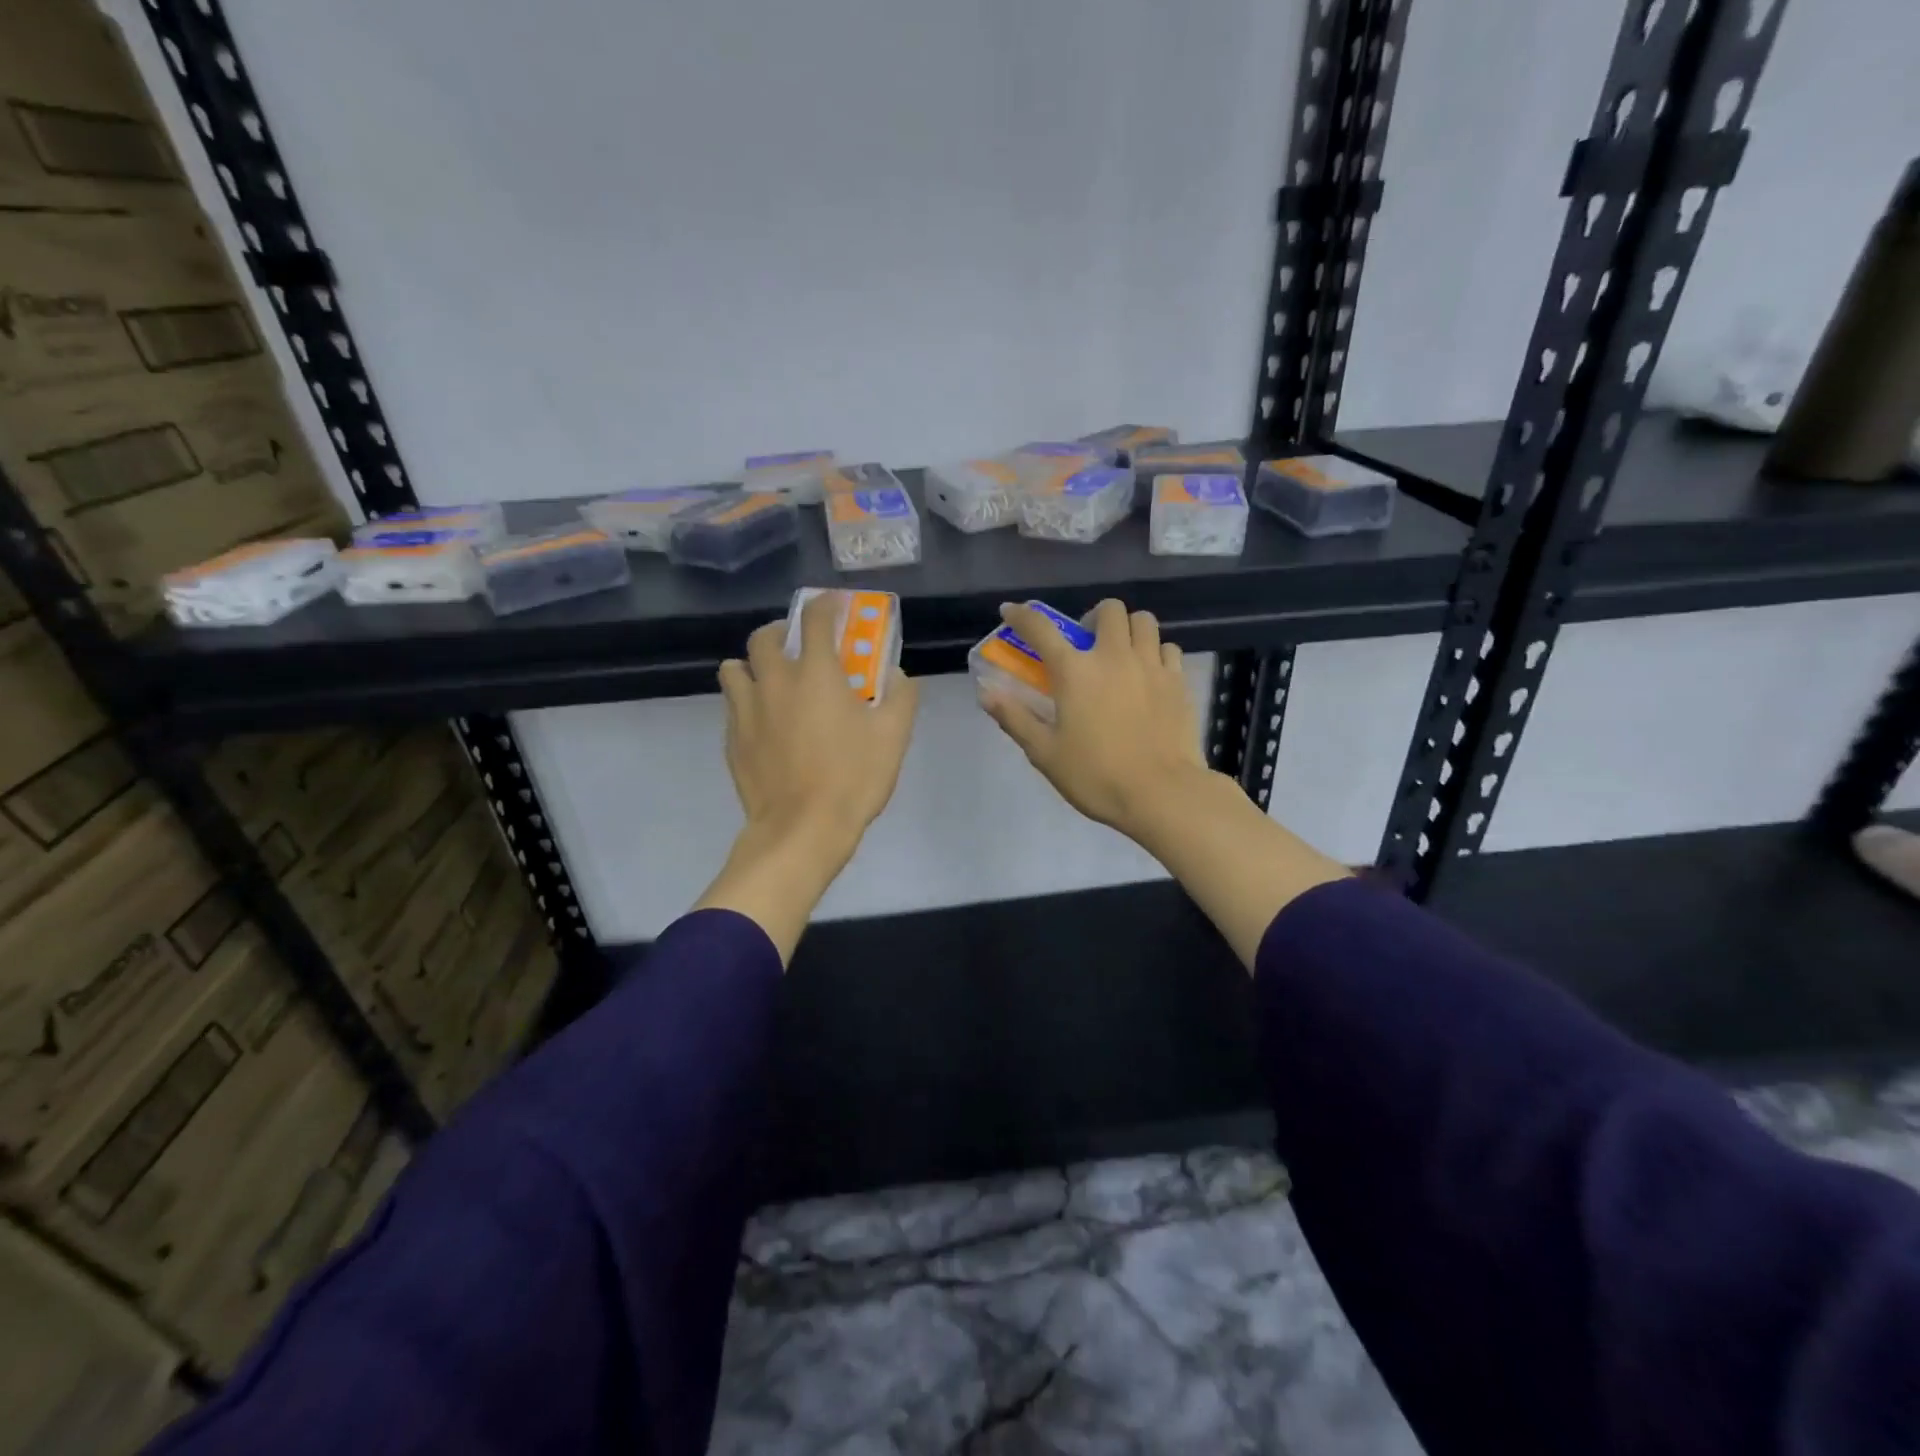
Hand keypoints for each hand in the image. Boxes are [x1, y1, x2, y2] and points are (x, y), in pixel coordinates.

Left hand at [696, 593, 918, 962]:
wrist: (801, 830)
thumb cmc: (853, 778)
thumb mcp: (894, 737)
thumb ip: (901, 697)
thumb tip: (898, 674)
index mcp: (815, 673)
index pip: (814, 619)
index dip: (825, 604)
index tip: (834, 604)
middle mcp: (773, 681)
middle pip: (762, 637)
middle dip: (780, 631)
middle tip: (797, 645)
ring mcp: (746, 710)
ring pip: (735, 669)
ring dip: (752, 666)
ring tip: (771, 682)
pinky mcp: (731, 740)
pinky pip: (732, 706)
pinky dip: (747, 702)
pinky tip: (764, 723)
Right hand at [983, 597, 1344, 967]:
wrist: (1162, 794)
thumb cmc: (1096, 776)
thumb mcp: (1045, 753)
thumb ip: (1015, 718)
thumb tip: (987, 693)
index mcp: (1074, 672)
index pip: (1041, 629)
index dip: (1022, 616)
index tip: (1012, 611)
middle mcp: (1113, 656)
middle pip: (1109, 610)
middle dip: (1094, 618)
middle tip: (1087, 642)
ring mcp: (1151, 665)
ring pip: (1144, 621)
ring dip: (1128, 629)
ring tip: (1122, 653)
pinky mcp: (1178, 681)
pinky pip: (1168, 648)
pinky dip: (1155, 652)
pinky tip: (1149, 674)